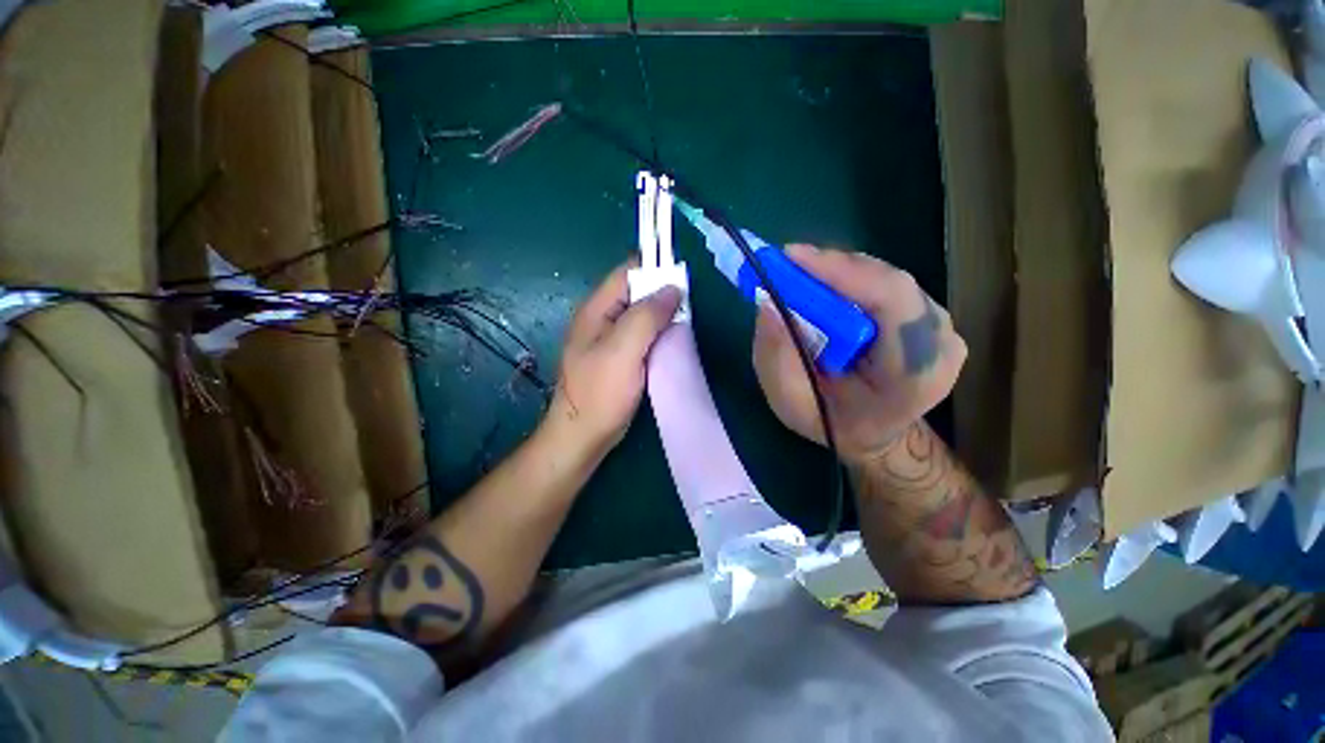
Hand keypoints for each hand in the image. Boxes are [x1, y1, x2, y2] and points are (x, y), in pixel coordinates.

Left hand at [547, 262, 681, 460]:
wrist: (583, 435)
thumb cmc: (600, 392)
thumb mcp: (623, 349)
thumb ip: (646, 316)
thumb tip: (673, 288)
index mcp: (596, 309)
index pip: (627, 274)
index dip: (654, 269)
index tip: (682, 278)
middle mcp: (601, 319)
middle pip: (636, 294)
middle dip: (662, 295)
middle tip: (688, 306)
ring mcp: (609, 340)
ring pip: (641, 316)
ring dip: (662, 317)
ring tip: (685, 323)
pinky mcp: (619, 357)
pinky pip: (642, 336)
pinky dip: (658, 334)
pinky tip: (672, 342)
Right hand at [752, 245, 965, 464]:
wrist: (873, 434)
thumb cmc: (831, 424)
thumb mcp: (790, 402)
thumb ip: (776, 357)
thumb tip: (767, 303)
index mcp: (916, 372)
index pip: (891, 300)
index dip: (840, 271)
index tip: (791, 258)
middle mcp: (940, 342)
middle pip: (887, 281)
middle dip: (831, 270)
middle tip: (785, 266)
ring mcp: (939, 326)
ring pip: (884, 278)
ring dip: (837, 274)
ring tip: (799, 278)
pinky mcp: (926, 316)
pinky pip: (884, 285)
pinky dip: (848, 282)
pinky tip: (823, 290)